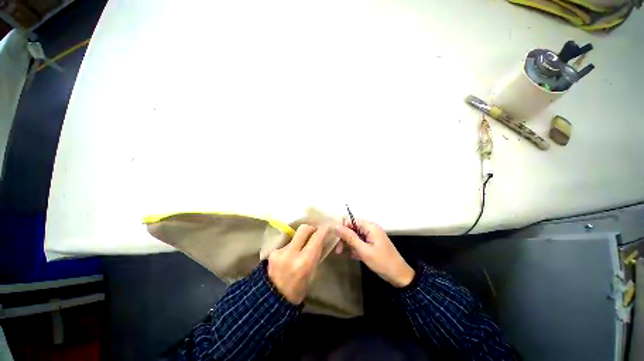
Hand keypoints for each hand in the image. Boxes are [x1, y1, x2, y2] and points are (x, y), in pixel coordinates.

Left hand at [267, 224, 328, 303]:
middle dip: (311, 228)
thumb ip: (316, 254)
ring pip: (295, 236)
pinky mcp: (273, 252)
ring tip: (301, 248)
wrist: (274, 299)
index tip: (327, 227)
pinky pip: (287, 244)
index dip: (323, 230)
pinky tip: (291, 255)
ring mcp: (281, 252)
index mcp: (305, 262)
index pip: (316, 237)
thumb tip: (321, 240)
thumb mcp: (313, 273)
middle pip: (304, 229)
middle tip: (315, 232)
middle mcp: (292, 253)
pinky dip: (292, 246)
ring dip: (301, 239)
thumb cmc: (299, 288)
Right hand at [336, 220, 414, 287]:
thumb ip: (350, 237)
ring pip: (355, 235)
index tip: (335, 239)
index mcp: (370, 226)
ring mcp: (372, 235)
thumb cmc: (382, 262)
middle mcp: (371, 228)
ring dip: (351, 244)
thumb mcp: (364, 251)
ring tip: (352, 255)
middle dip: (345, 238)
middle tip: (339, 251)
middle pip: (352, 228)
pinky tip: (356, 256)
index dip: (342, 228)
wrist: (399, 276)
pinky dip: (357, 248)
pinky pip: (360, 241)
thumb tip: (336, 226)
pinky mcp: (372, 242)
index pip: (350, 220)